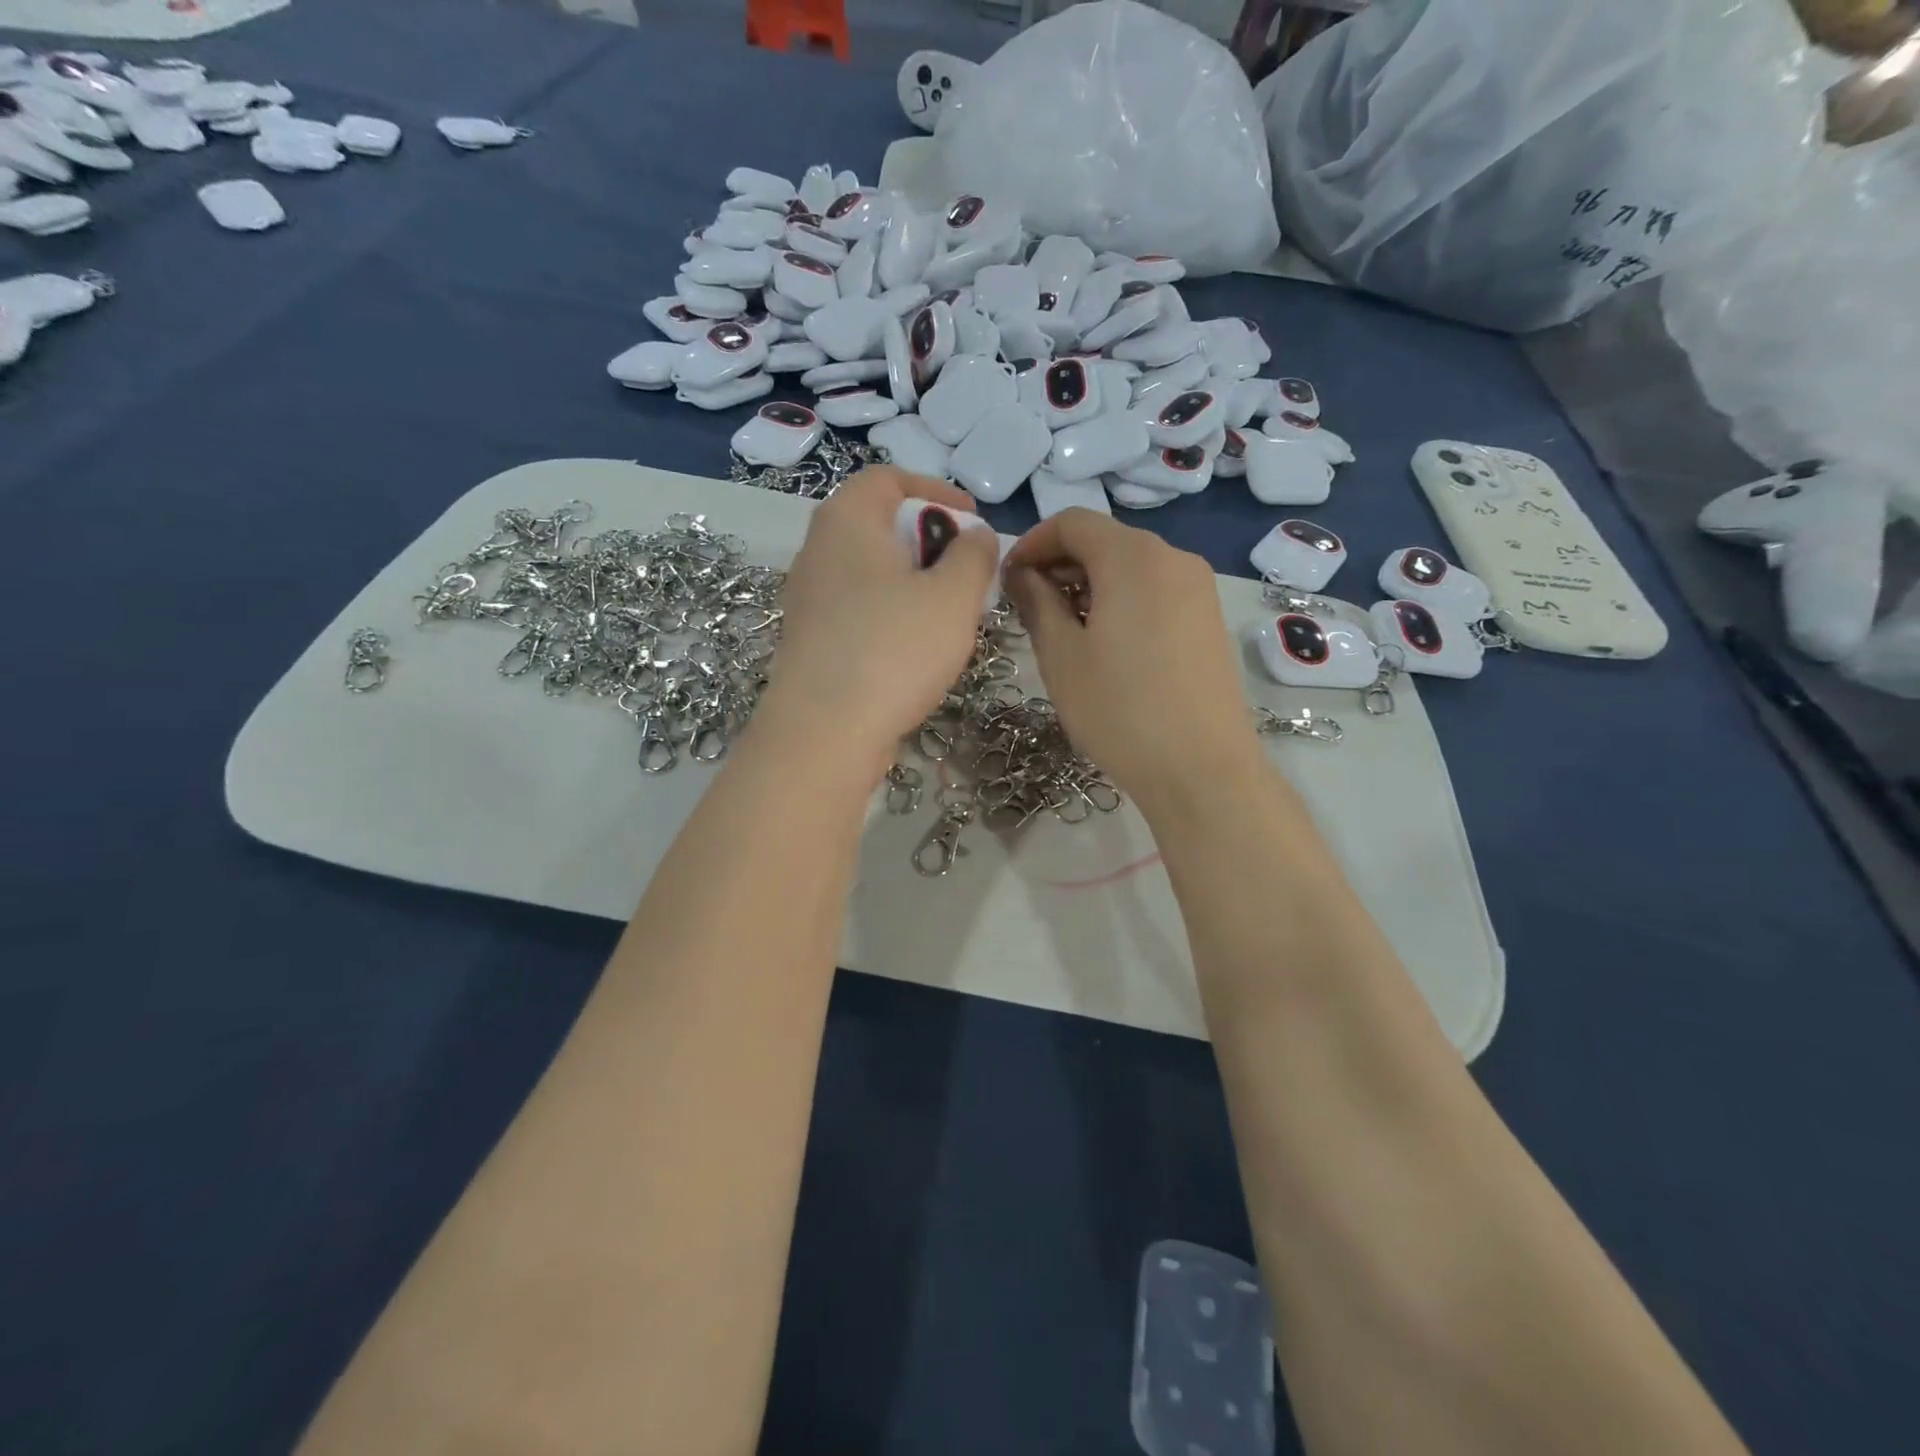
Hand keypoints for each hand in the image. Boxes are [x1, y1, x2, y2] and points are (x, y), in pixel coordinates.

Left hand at [758, 466, 996, 781]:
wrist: (824, 733)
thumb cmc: (893, 650)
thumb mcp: (954, 596)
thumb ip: (974, 555)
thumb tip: (974, 536)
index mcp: (847, 521)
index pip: (888, 478)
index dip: (936, 491)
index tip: (972, 520)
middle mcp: (818, 551)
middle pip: (879, 525)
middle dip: (930, 541)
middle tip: (966, 572)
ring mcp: (809, 599)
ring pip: (871, 572)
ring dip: (914, 582)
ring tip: (949, 613)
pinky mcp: (811, 640)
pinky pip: (859, 609)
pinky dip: (892, 613)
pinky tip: (916, 648)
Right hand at [1005, 509, 1262, 812]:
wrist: (1202, 768)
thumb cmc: (1119, 710)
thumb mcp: (1061, 655)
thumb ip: (1037, 602)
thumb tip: (1023, 574)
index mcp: (1132, 557)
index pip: (1072, 522)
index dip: (1032, 542)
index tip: (1008, 580)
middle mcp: (1172, 558)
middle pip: (1104, 540)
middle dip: (1060, 563)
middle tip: (1029, 607)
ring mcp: (1198, 587)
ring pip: (1131, 565)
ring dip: (1089, 583)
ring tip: (1064, 629)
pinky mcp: (1209, 618)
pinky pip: (1155, 589)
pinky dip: (1121, 599)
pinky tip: (1106, 643)